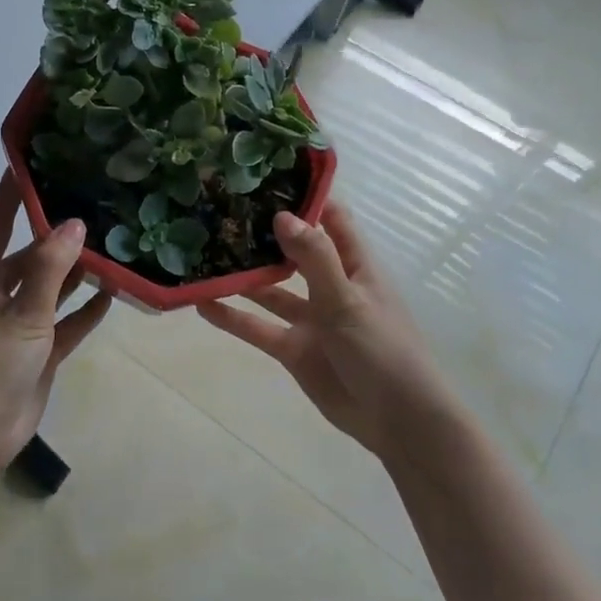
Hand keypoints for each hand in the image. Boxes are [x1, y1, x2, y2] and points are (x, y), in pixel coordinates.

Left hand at [0, 173, 110, 474]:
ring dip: (77, 271)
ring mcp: (20, 323)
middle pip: (31, 253)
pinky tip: (113, 293)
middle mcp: (0, 293)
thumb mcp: (22, 314)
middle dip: (58, 233)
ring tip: (113, 244)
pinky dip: (85, 310)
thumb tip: (75, 223)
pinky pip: (66, 322)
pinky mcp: (39, 351)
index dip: (11, 193)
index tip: (33, 160)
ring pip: (52, 287)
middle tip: (94, 204)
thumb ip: (50, 270)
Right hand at [197, 203, 445, 460]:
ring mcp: (311, 318)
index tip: (266, 177)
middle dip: (263, 233)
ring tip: (203, 252)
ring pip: (270, 289)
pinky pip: (258, 327)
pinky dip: (233, 317)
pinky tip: (202, 304)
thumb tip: (282, 215)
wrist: (398, 422)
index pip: (330, 218)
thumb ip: (314, 258)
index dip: (304, 197)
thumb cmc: (383, 351)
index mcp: (355, 265)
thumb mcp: (348, 300)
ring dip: (243, 275)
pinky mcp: (294, 349)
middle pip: (293, 250)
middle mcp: (330, 285)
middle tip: (220, 209)